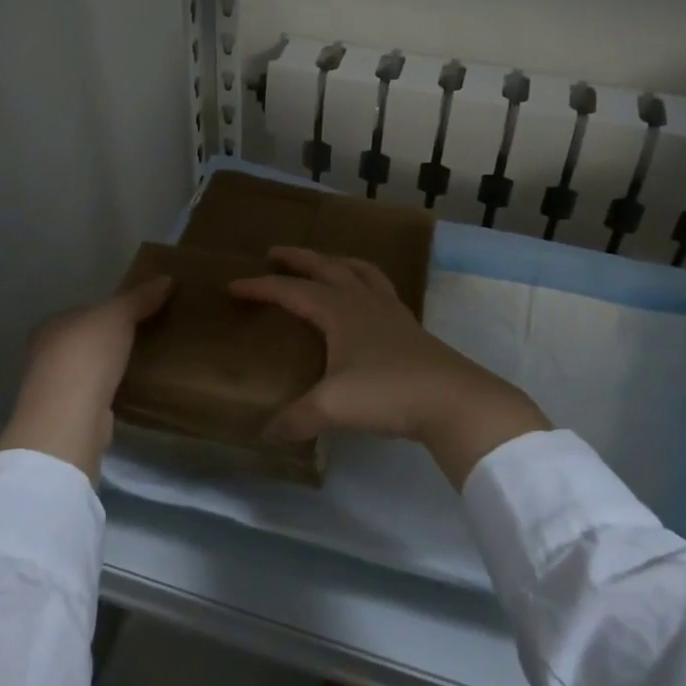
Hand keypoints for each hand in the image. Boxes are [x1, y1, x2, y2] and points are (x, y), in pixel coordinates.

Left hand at [0, 276, 172, 483]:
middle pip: (84, 341)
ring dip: (109, 368)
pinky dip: (109, 391)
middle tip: (144, 337)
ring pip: (88, 369)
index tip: (136, 314)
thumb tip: (167, 279)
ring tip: (142, 363)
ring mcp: (55, 388)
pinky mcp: (68, 415)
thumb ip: (139, 298)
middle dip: (109, 340)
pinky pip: (94, 394)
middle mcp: (46, 354)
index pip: (83, 312)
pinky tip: (130, 390)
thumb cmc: (87, 355)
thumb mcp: (118, 316)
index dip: (108, 311)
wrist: (69, 418)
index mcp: (52, 326)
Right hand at [229, 247, 549, 488]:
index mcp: (339, 311)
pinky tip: (365, 300)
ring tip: (324, 263)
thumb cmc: (387, 392)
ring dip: (336, 262)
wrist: (452, 399)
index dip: (261, 287)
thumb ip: (297, 418)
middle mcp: (363, 301)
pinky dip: (365, 282)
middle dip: (298, 258)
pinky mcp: (409, 327)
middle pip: (326, 267)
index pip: (291, 291)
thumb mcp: (333, 407)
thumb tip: (267, 433)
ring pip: (359, 272)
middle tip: (274, 253)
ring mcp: (390, 311)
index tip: (233, 286)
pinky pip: (380, 290)